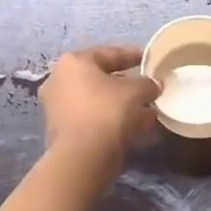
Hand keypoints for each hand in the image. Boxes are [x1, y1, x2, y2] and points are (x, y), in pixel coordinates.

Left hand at [37, 44, 160, 171]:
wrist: (82, 157)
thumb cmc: (107, 112)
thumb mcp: (136, 92)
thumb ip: (148, 84)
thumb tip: (154, 85)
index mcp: (74, 62)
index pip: (109, 53)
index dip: (132, 56)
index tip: (149, 60)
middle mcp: (59, 79)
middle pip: (100, 77)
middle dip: (126, 84)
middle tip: (147, 88)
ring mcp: (56, 106)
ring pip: (96, 100)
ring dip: (119, 104)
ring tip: (146, 110)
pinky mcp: (60, 130)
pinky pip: (91, 117)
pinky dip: (110, 119)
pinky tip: (133, 127)